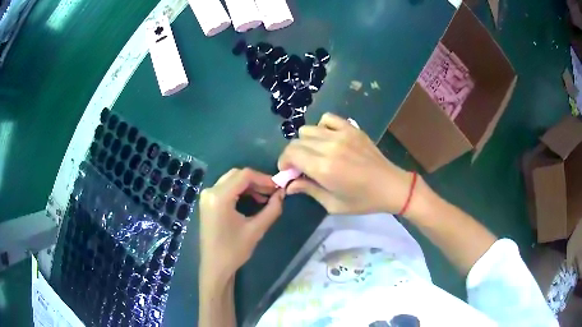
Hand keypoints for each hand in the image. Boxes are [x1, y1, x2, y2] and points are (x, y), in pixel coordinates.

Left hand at [199, 168, 284, 279]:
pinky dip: (240, 191)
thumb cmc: (234, 250)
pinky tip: (253, 200)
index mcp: (219, 197)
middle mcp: (210, 191)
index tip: (278, 187)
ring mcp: (207, 196)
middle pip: (237, 175)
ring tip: (266, 197)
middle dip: (257, 181)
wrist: (215, 267)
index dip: (264, 178)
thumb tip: (282, 194)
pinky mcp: (208, 202)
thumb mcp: (256, 230)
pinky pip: (226, 188)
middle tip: (273, 191)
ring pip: (231, 180)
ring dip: (249, 186)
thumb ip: (272, 209)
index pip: (244, 175)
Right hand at [278, 113, 414, 214]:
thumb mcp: (333, 204)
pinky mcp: (352, 128)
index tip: (288, 171)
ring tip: (314, 153)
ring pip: (309, 129)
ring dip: (305, 142)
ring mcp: (342, 134)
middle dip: (293, 154)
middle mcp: (329, 147)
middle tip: (301, 166)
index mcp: (324, 168)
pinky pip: (327, 118)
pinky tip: (328, 140)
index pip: (291, 154)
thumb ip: (309, 190)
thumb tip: (289, 185)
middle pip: (297, 141)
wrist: (391, 186)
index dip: (284, 162)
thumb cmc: (363, 201)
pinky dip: (322, 128)